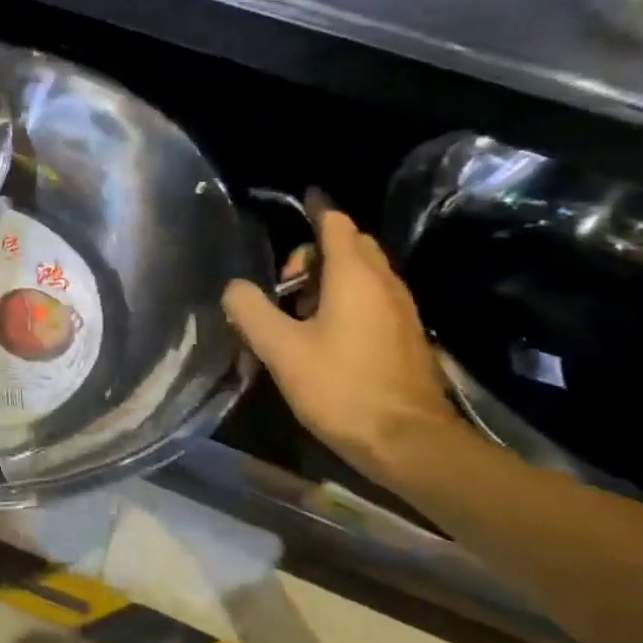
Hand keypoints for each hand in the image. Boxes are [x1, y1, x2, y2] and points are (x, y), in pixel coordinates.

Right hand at [222, 205, 471, 483]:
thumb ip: (251, 310)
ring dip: (330, 278)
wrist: (408, 441)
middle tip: (284, 280)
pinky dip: (347, 299)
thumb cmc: (340, 387)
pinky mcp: (406, 335)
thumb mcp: (280, 349)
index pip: (335, 223)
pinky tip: (323, 333)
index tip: (299, 201)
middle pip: (351, 244)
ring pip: (364, 273)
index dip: (315, 210)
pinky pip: (373, 297)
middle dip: (316, 251)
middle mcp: (384, 282)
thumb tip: (234, 287)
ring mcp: (401, 309)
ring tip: (297, 312)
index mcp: (354, 276)